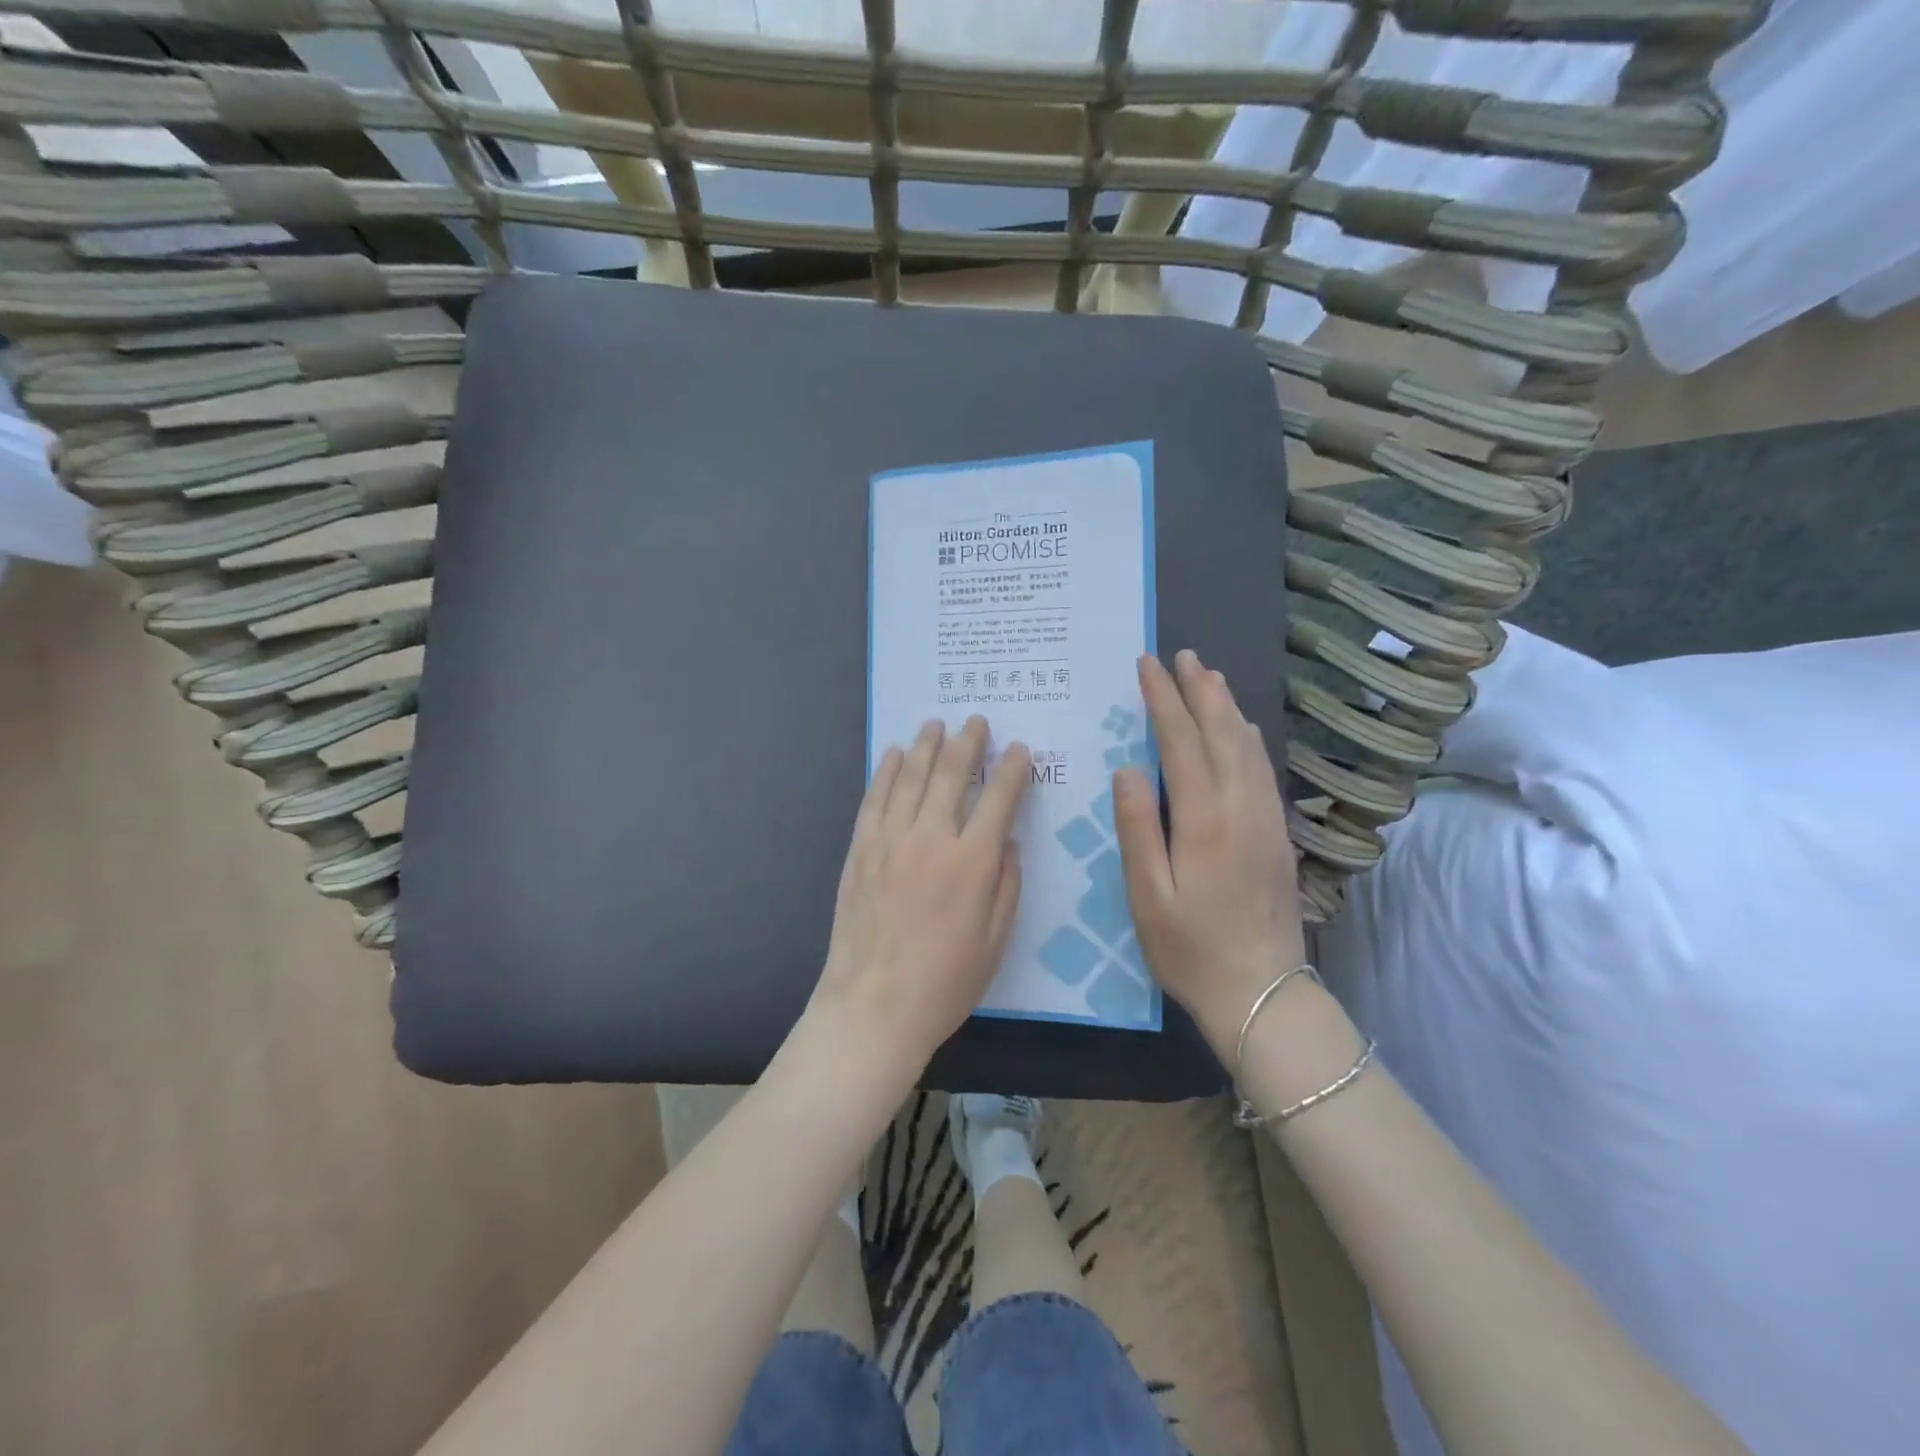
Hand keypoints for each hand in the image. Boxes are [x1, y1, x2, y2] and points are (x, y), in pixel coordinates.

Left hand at [807, 717, 1029, 1086]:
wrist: (873, 1007)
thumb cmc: (944, 983)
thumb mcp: (995, 942)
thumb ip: (1006, 886)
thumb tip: (1008, 842)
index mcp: (972, 862)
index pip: (999, 799)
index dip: (1012, 769)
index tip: (1020, 749)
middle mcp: (931, 839)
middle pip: (951, 775)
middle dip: (968, 743)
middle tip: (977, 721)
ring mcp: (890, 841)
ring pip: (910, 778)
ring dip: (926, 746)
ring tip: (936, 723)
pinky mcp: (861, 850)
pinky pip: (874, 799)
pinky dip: (886, 771)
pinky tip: (894, 754)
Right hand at [1113, 650, 1307, 1053]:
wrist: (1263, 992)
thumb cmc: (1191, 948)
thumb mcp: (1147, 895)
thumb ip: (1138, 828)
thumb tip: (1128, 768)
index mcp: (1204, 818)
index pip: (1181, 741)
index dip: (1163, 699)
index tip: (1148, 665)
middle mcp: (1241, 806)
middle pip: (1222, 732)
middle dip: (1200, 690)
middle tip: (1183, 655)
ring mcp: (1265, 819)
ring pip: (1248, 746)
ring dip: (1226, 707)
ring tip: (1209, 678)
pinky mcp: (1276, 834)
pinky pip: (1261, 768)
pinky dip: (1246, 737)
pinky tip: (1240, 731)